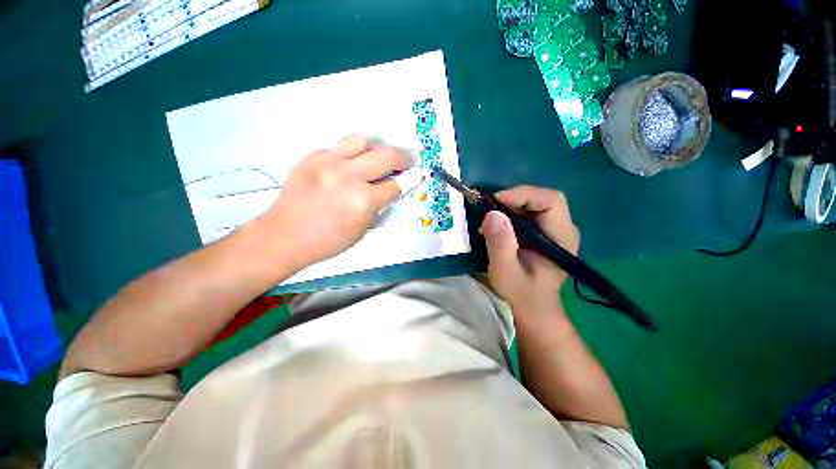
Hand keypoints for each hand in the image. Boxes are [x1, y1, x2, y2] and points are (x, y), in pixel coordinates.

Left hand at [255, 135, 409, 270]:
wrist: (285, 235)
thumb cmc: (328, 240)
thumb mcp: (363, 229)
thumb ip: (379, 205)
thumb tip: (392, 188)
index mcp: (363, 201)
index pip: (395, 185)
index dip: (408, 182)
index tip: (415, 176)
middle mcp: (348, 176)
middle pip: (386, 156)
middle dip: (402, 158)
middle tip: (405, 162)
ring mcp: (328, 162)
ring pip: (363, 141)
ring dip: (375, 150)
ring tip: (373, 160)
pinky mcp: (312, 156)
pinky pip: (340, 146)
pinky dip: (351, 154)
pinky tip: (348, 165)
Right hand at [480, 186, 579, 318]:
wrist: (533, 306)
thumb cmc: (521, 292)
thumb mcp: (505, 271)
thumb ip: (500, 244)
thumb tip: (493, 214)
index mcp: (561, 238)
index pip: (551, 200)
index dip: (523, 195)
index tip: (496, 203)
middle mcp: (563, 229)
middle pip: (542, 199)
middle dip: (513, 200)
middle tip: (489, 211)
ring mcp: (555, 230)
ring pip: (533, 204)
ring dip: (509, 207)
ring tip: (489, 222)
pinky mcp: (545, 233)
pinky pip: (529, 213)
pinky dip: (510, 214)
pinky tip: (497, 226)